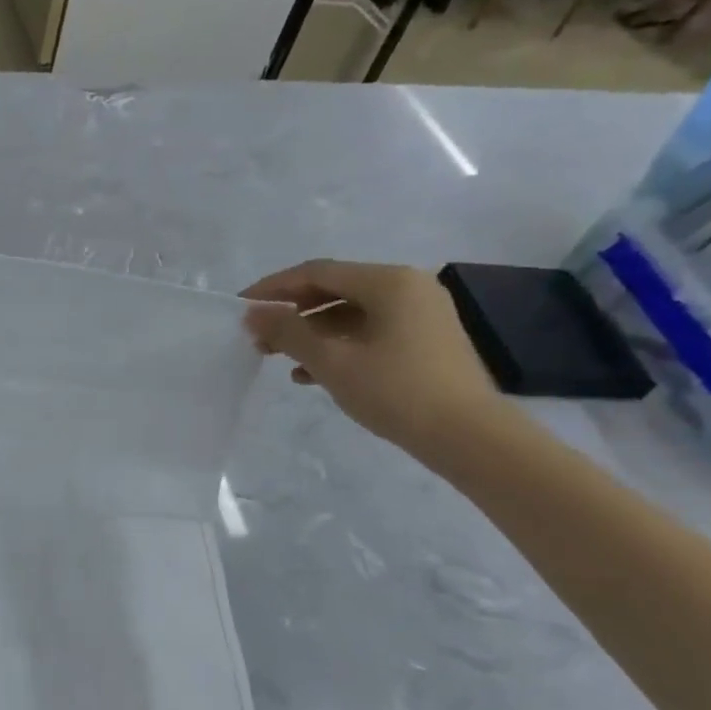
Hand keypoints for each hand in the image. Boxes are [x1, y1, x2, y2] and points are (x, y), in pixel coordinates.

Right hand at [241, 259, 500, 458]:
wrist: (468, 437)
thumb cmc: (396, 391)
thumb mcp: (332, 361)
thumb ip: (288, 332)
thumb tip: (253, 313)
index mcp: (389, 281)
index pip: (317, 272)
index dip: (273, 287)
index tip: (241, 307)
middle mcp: (408, 287)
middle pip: (334, 290)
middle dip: (291, 312)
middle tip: (258, 335)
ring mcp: (420, 314)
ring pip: (350, 313)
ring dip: (310, 332)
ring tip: (277, 357)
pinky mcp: (424, 341)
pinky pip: (369, 332)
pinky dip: (337, 346)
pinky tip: (310, 373)